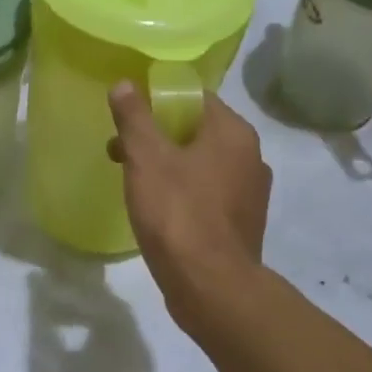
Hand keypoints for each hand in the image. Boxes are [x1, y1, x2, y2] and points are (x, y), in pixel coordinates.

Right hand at [108, 82, 271, 322]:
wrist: (211, 287)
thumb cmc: (178, 213)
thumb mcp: (146, 158)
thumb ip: (134, 117)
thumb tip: (124, 83)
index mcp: (233, 132)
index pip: (194, 97)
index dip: (158, 101)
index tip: (129, 117)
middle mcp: (250, 156)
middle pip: (196, 130)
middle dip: (156, 136)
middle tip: (121, 151)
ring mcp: (250, 192)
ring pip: (201, 163)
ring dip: (168, 165)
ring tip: (133, 182)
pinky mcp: (243, 222)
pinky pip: (208, 192)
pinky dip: (184, 192)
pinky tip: (159, 210)